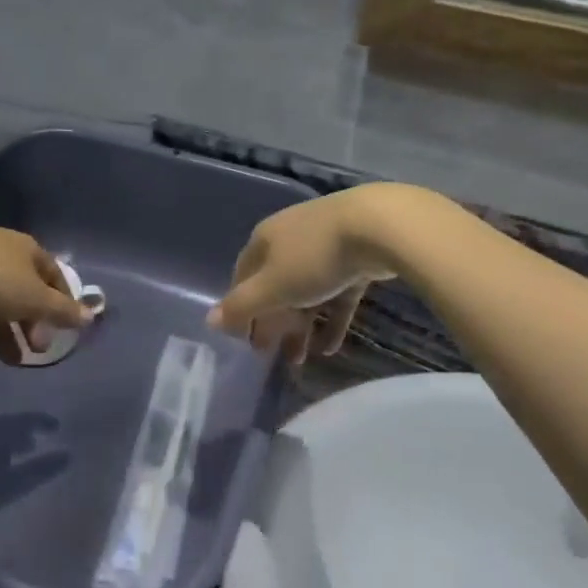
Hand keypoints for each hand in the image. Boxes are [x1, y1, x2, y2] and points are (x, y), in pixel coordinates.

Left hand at [0, 226, 89, 364]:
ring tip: (8, 362)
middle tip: (37, 351)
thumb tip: (91, 316)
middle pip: (23, 292)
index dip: (62, 301)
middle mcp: (2, 255)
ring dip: (3, 334)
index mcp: (27, 251)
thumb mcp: (35, 299)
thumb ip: (62, 311)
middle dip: (31, 324)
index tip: (65, 328)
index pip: (53, 275)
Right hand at [207, 186, 415, 364]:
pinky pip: (336, 294)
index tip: (243, 340)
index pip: (242, 276)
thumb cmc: (314, 256)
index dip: (239, 308)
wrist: (378, 227)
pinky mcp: (354, 259)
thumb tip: (210, 320)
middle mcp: (290, 240)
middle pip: (275, 286)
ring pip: (306, 293)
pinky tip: (330, 348)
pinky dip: (330, 320)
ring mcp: (324, 247)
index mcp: (264, 240)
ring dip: (300, 327)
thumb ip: (242, 305)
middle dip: (272, 323)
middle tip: (270, 355)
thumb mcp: (273, 286)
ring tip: (300, 361)